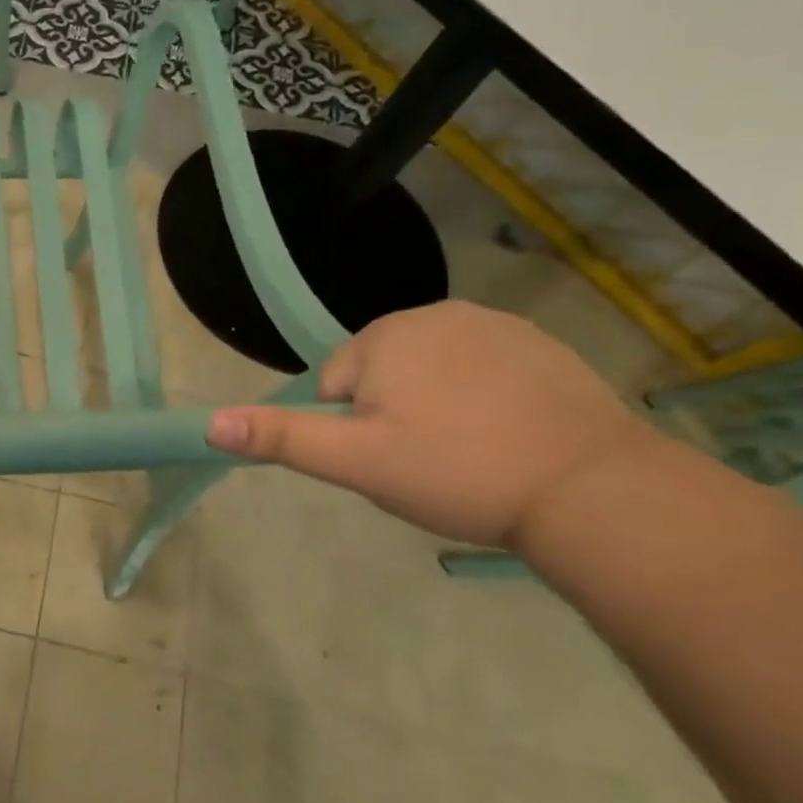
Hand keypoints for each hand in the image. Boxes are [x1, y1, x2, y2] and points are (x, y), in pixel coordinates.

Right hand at [204, 300, 657, 548]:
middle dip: (392, 416)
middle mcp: (436, 314)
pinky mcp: (541, 345)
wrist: (592, 489)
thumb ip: (281, 438)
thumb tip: (210, 422)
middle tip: (428, 463)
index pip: (336, 385)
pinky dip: (482, 400)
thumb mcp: (355, 462)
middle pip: (382, 375)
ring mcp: (495, 325)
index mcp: (385, 336)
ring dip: (435, 408)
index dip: (354, 431)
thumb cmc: (455, 471)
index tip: (393, 462)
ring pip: (431, 373)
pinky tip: (507, 438)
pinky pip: (481, 371)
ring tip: (470, 454)